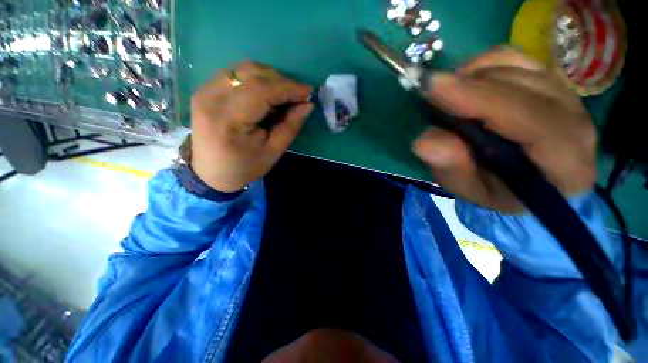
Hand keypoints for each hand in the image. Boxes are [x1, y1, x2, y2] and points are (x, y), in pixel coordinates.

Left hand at [191, 62, 313, 192]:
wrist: (210, 173)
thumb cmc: (244, 167)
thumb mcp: (273, 152)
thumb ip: (290, 126)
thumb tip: (308, 105)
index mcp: (228, 120)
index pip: (261, 90)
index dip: (288, 88)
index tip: (308, 93)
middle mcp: (211, 98)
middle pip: (252, 73)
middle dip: (281, 81)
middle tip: (298, 95)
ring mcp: (205, 91)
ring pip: (244, 69)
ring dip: (270, 78)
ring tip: (284, 96)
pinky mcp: (205, 90)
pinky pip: (236, 74)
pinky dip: (257, 80)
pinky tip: (267, 95)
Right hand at [413, 48, 597, 212]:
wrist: (522, 180)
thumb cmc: (497, 190)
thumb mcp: (469, 189)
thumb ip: (452, 168)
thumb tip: (424, 143)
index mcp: (567, 162)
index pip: (532, 119)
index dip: (480, 100)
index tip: (434, 89)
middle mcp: (575, 121)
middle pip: (520, 86)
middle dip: (468, 87)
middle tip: (428, 95)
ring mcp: (564, 94)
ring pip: (513, 68)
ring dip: (471, 80)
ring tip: (446, 100)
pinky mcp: (547, 78)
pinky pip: (512, 58)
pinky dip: (481, 67)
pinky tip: (464, 85)